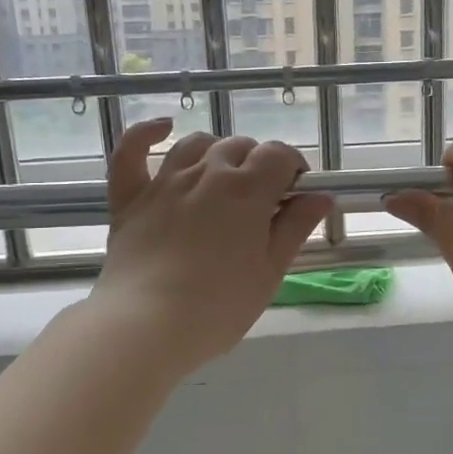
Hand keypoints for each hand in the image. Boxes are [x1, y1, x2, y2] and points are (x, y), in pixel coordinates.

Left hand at [89, 118, 333, 375]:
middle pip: (241, 147)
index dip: (293, 167)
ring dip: (218, 152)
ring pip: (197, 145)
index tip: (296, 193)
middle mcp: (207, 173)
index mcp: (247, 190)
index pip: (279, 154)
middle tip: (263, 201)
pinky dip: (146, 133)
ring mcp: (165, 182)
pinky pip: (132, 152)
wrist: (146, 325)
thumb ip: (296, 227)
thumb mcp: (270, 271)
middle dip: (259, 164)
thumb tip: (322, 196)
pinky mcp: (130, 197)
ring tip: (225, 177)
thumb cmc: (219, 306)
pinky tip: (163, 127)